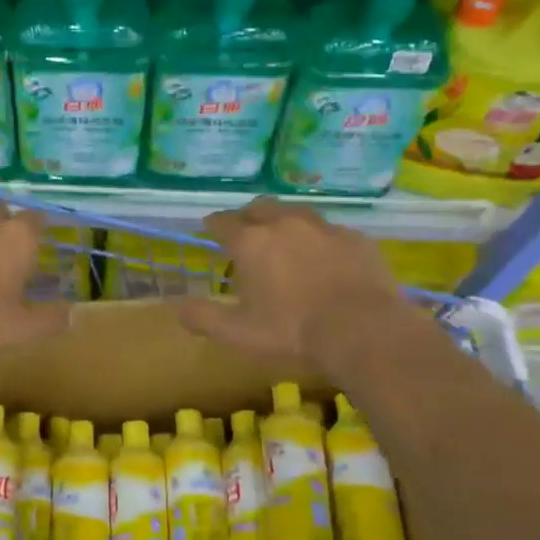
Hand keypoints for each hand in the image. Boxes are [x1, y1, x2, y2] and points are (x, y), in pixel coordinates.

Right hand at [176, 198, 451, 373]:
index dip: (213, 224)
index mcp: (252, 242)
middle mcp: (285, 224)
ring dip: (284, 221)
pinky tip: (324, 257)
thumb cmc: (292, 331)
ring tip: (284, 237)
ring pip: (297, 212)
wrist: (363, 329)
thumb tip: (176, 307)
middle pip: (260, 207)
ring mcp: (324, 228)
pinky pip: (330, 231)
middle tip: (245, 228)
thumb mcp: (238, 332)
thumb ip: (204, 317)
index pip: (224, 222)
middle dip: (248, 215)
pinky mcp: (356, 238)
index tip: (209, 227)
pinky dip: (319, 239)